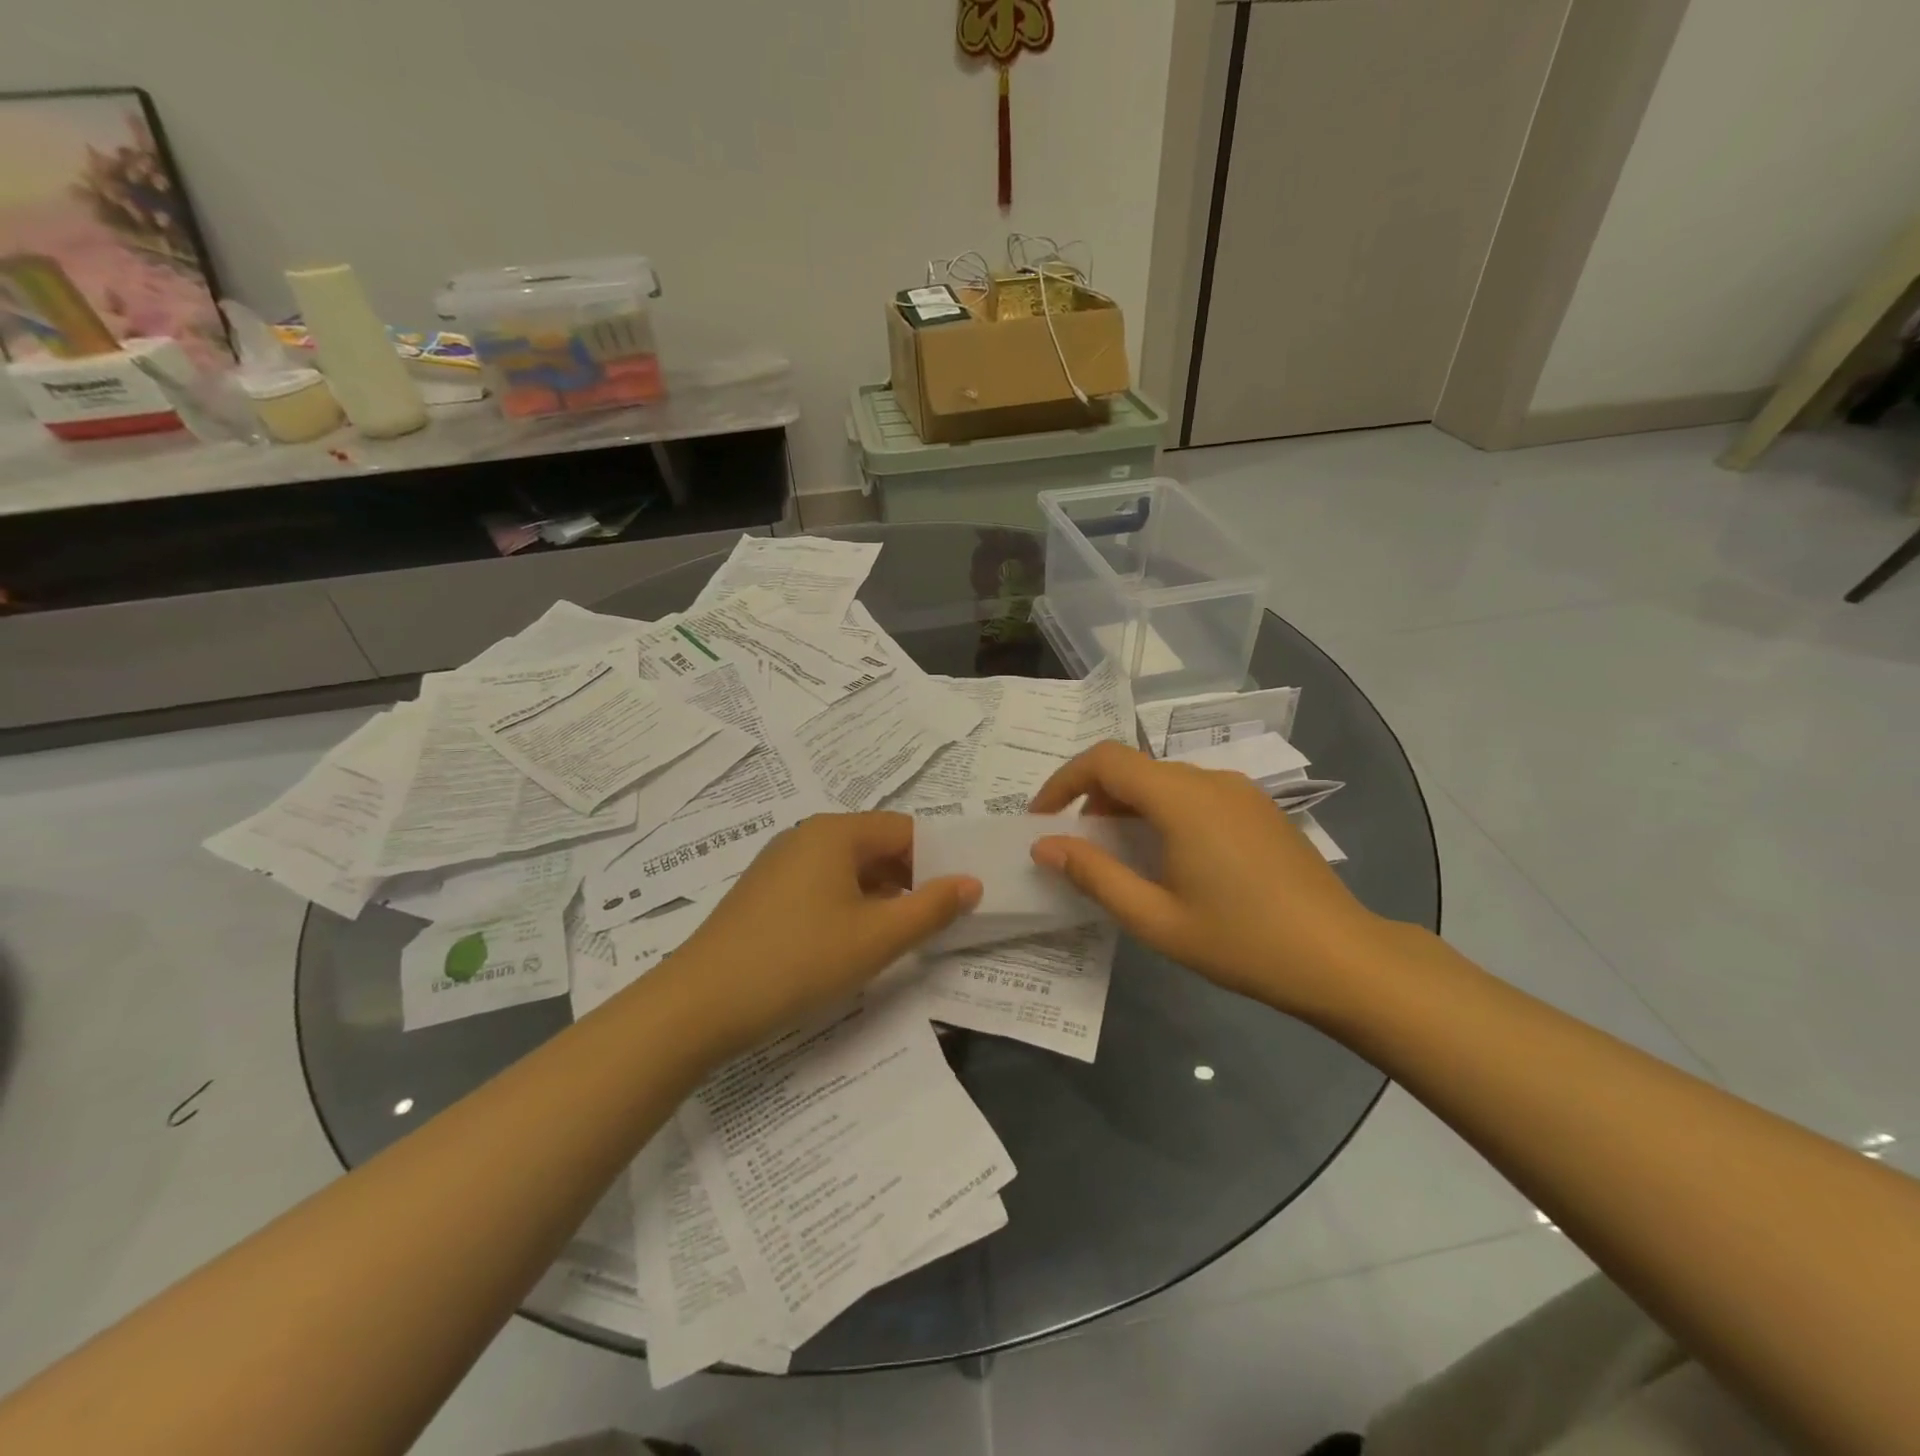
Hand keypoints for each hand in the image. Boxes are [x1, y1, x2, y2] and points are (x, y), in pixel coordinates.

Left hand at [651, 811, 980, 1056]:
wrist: (700, 1004)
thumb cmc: (798, 961)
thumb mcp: (877, 939)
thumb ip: (932, 908)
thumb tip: (972, 882)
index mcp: (836, 833)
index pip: (905, 830)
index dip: (938, 860)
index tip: (959, 898)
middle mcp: (807, 836)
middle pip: (877, 847)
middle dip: (911, 881)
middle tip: (936, 922)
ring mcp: (781, 864)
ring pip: (849, 870)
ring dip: (881, 898)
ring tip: (900, 938)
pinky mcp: (764, 894)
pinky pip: (822, 887)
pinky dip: (849, 907)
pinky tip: (851, 945)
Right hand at [1028, 742, 1387, 1017]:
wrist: (1342, 958)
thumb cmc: (1242, 942)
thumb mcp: (1155, 918)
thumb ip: (1095, 875)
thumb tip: (1045, 845)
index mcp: (1181, 798)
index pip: (1105, 760)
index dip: (1063, 781)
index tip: (1041, 819)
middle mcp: (1210, 780)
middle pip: (1134, 768)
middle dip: (1093, 799)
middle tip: (1077, 848)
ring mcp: (1241, 791)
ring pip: (1165, 781)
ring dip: (1129, 807)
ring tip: (1119, 858)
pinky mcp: (1259, 808)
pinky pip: (1195, 794)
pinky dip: (1163, 812)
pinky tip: (1169, 859)